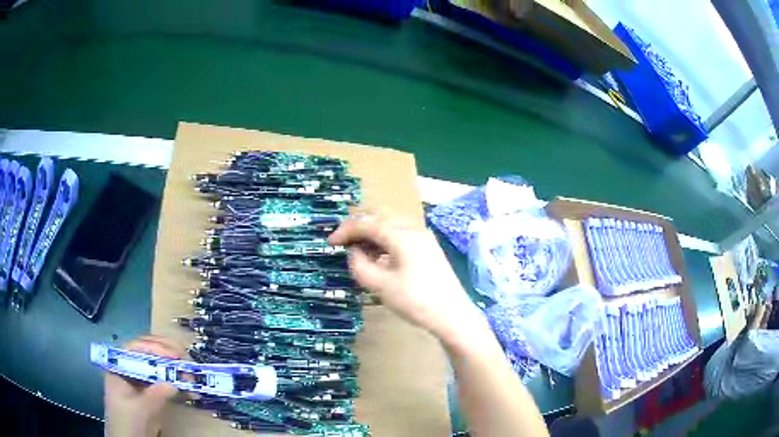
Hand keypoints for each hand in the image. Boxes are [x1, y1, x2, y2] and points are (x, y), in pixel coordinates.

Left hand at [105, 336, 185, 436]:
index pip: (136, 348)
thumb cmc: (128, 422)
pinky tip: (188, 385)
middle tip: (185, 359)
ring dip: (174, 367)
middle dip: (167, 354)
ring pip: (157, 365)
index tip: (174, 356)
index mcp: (119, 366)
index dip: (155, 347)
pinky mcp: (149, 391)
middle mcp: (129, 368)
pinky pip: (163, 380)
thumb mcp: (140, 409)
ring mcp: (139, 379)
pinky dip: (175, 380)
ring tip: (190, 372)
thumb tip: (175, 383)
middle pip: (147, 353)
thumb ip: (155, 394)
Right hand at [328, 213, 484, 341]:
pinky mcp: (428, 248)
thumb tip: (353, 252)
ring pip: (391, 224)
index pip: (368, 223)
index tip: (330, 242)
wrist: (452, 315)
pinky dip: (385, 240)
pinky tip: (378, 256)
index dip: (346, 230)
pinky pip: (400, 234)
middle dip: (359, 226)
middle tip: (343, 241)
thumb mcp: (381, 286)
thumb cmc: (416, 301)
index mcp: (401, 235)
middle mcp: (413, 229)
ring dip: (372, 232)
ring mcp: (423, 237)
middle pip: (380, 216)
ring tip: (358, 251)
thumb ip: (360, 265)